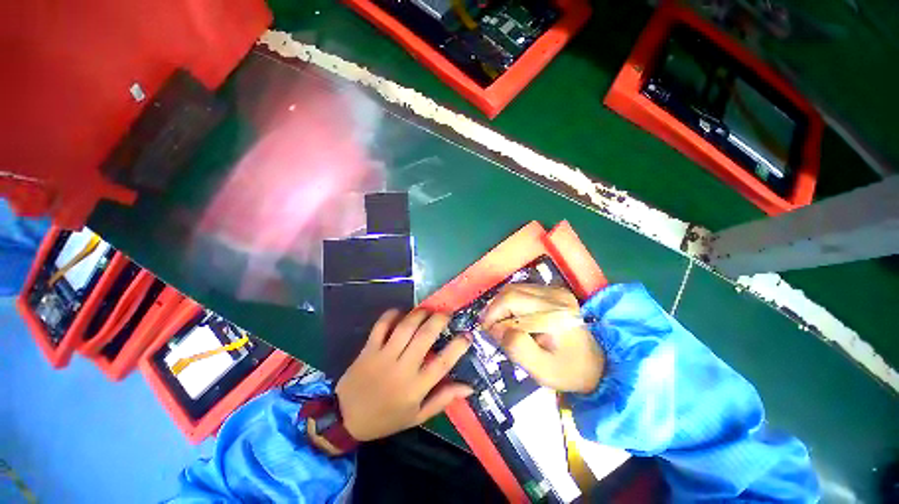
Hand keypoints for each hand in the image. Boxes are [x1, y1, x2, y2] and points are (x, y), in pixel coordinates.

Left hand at [335, 309, 472, 441]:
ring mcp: (384, 356)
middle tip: (447, 313)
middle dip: (439, 320)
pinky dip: (392, 314)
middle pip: (425, 336)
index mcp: (416, 387)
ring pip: (405, 327)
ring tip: (428, 310)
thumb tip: (469, 387)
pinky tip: (401, 312)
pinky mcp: (369, 349)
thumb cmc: (386, 418)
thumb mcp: (417, 416)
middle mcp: (402, 368)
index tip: (467, 334)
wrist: (346, 418)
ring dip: (420, 314)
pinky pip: (382, 325)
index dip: (458, 346)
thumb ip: (443, 399)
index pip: (443, 363)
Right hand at [481, 284, 603, 393]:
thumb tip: (496, 329)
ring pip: (514, 289)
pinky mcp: (552, 293)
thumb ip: (517, 348)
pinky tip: (511, 319)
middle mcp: (554, 293)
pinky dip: (510, 304)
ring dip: (501, 306)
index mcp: (554, 310)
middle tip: (490, 329)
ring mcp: (554, 291)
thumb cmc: (569, 371)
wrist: (597, 366)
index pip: (512, 299)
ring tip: (499, 325)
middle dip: (495, 309)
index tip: (486, 331)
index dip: (493, 313)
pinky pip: (522, 292)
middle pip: (511, 291)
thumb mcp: (542, 369)